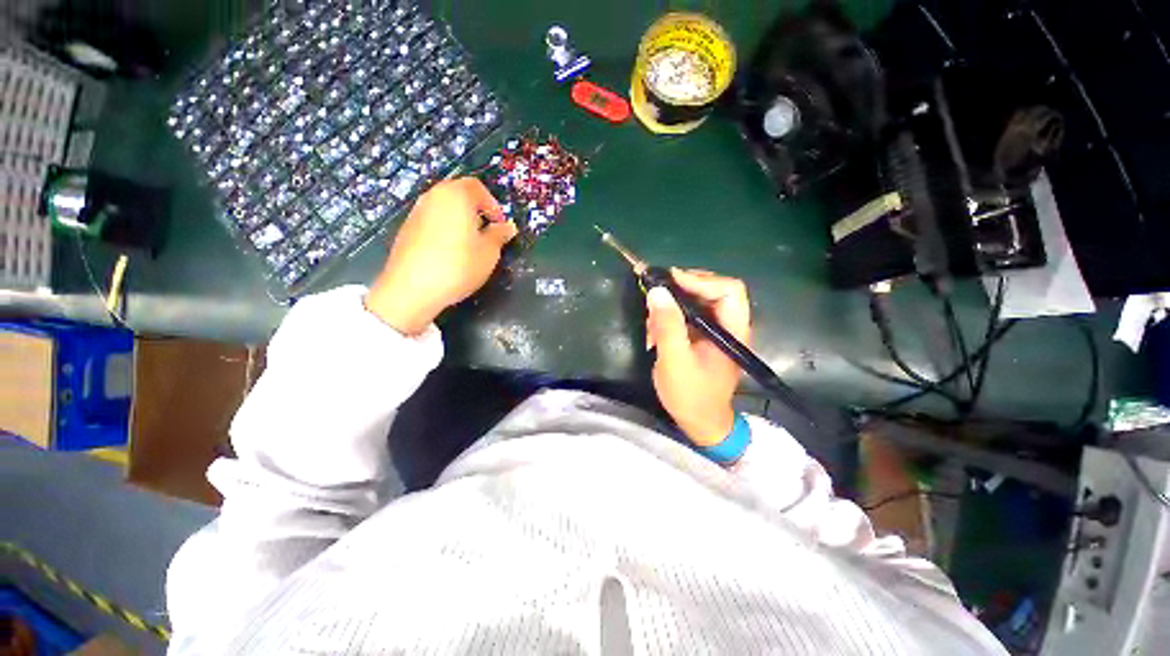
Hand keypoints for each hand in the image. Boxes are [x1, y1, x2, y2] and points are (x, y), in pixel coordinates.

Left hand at [366, 178, 516, 334]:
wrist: (412, 288)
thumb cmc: (458, 265)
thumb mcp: (489, 252)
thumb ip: (499, 235)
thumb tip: (508, 227)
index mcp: (456, 195)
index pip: (477, 187)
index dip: (493, 205)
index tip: (500, 225)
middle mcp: (433, 196)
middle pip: (458, 194)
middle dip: (476, 211)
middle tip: (487, 233)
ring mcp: (416, 212)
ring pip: (444, 208)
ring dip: (460, 220)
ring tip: (470, 244)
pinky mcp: (406, 229)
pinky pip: (432, 221)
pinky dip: (445, 229)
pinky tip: (450, 253)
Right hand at [646, 269, 750, 445]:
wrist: (700, 423)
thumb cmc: (691, 395)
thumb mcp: (675, 360)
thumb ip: (668, 325)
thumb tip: (657, 291)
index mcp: (733, 330)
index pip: (729, 289)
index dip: (700, 280)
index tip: (669, 281)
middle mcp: (729, 325)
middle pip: (712, 290)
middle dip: (681, 289)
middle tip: (656, 294)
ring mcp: (716, 331)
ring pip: (697, 301)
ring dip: (672, 305)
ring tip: (652, 320)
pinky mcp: (704, 337)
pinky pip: (688, 315)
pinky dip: (670, 317)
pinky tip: (654, 331)